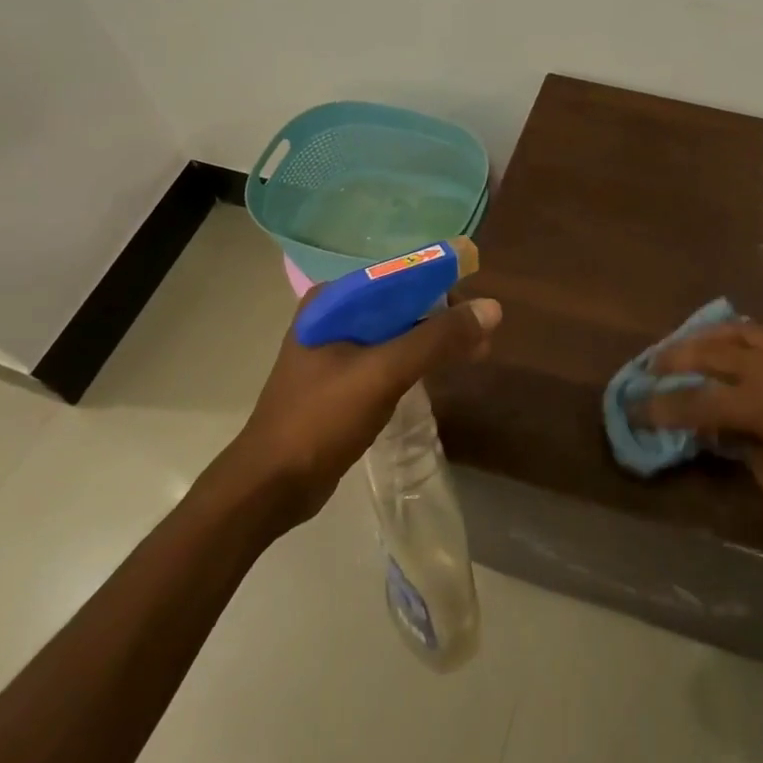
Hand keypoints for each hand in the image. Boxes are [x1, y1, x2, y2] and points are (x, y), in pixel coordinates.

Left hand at [229, 293, 502, 526]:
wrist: (269, 486)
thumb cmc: (321, 420)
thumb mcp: (384, 373)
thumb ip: (437, 339)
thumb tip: (493, 308)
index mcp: (333, 301)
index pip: (400, 276)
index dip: (443, 286)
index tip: (478, 308)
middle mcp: (332, 315)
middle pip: (401, 302)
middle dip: (443, 316)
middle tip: (482, 338)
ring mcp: (334, 349)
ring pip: (396, 331)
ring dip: (433, 339)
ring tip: (474, 354)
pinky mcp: (339, 379)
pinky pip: (387, 357)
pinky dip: (415, 360)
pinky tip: (438, 372)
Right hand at [642, 320, 762, 544]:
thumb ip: (744, 451)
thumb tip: (717, 433)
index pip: (698, 400)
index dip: (661, 406)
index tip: (633, 408)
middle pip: (710, 352)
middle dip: (673, 358)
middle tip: (647, 368)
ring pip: (737, 332)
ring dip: (703, 337)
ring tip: (682, 348)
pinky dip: (735, 335)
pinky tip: (726, 346)